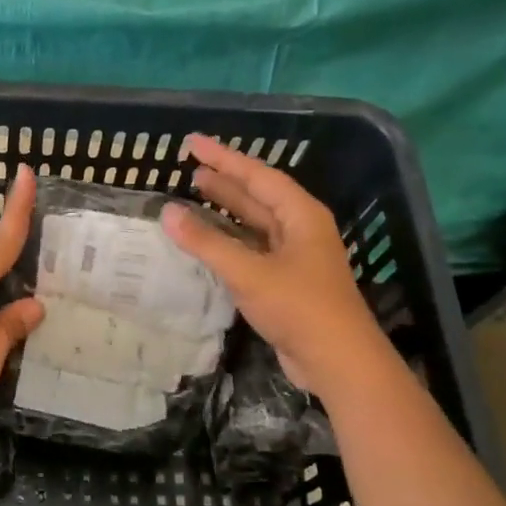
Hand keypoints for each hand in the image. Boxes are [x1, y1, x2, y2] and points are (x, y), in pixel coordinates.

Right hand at [160, 134, 380, 391]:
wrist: (338, 362)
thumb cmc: (298, 307)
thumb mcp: (249, 272)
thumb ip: (207, 242)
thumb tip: (168, 213)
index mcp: (301, 215)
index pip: (257, 175)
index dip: (224, 158)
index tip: (192, 144)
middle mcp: (300, 229)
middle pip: (258, 196)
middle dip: (225, 181)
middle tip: (190, 168)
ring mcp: (295, 257)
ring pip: (255, 224)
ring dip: (227, 210)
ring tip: (195, 195)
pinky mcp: (287, 282)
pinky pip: (252, 250)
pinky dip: (229, 242)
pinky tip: (208, 243)